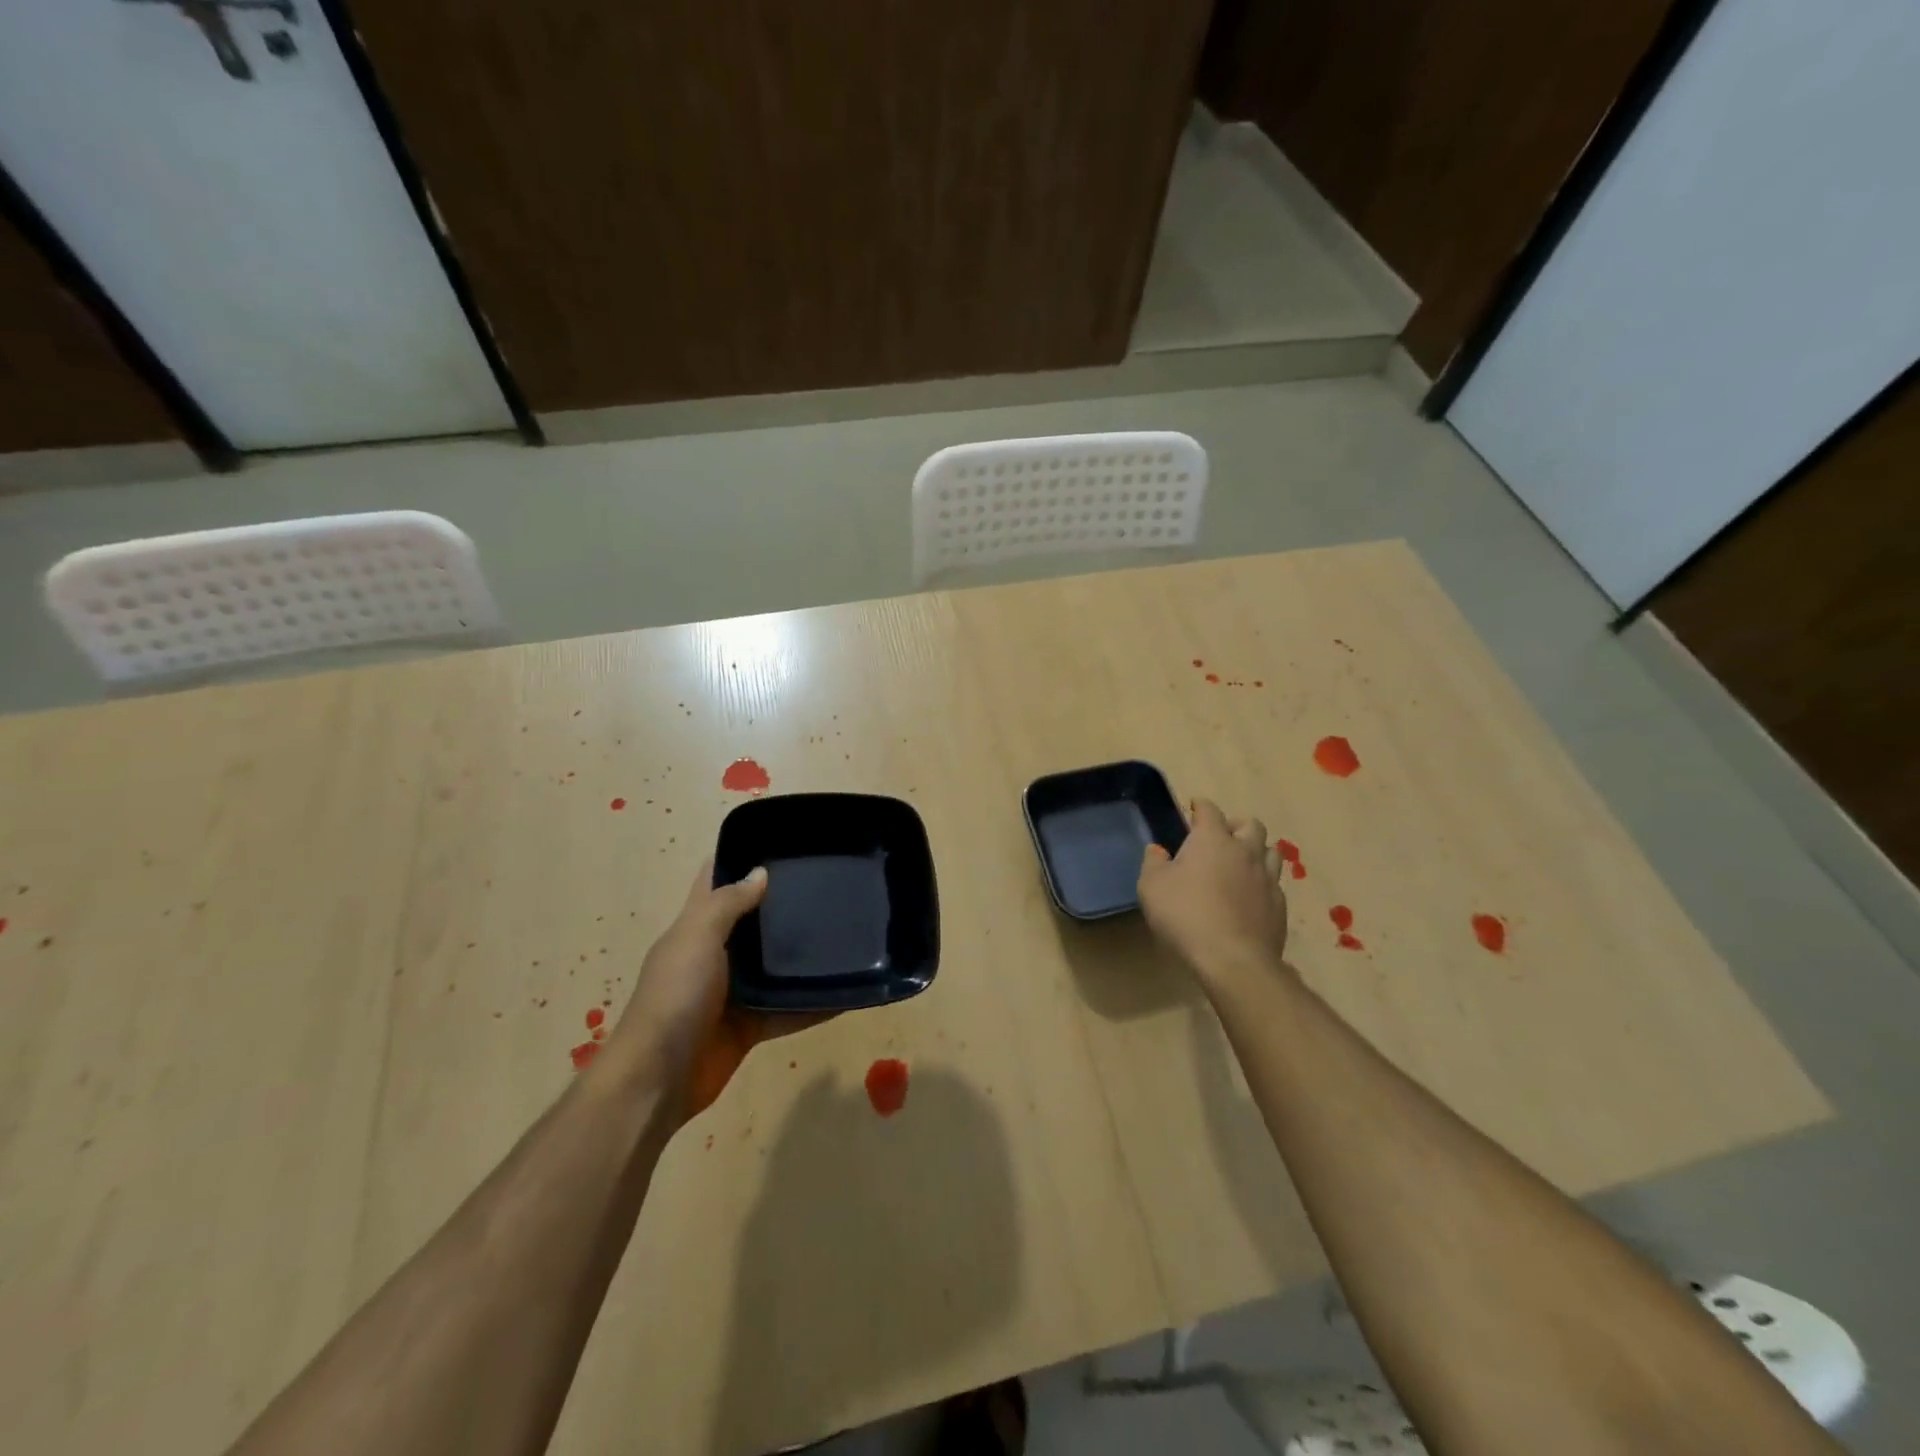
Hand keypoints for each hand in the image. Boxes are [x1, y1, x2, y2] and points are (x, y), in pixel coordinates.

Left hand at [604, 861, 824, 1120]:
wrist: (657, 1080)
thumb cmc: (674, 997)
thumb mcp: (697, 937)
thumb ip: (728, 904)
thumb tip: (761, 872)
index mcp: (695, 927)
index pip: (715, 881)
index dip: (740, 858)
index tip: (782, 843)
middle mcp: (715, 955)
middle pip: (753, 923)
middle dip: (783, 905)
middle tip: (829, 884)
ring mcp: (733, 994)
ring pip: (774, 967)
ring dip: (803, 956)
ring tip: (847, 933)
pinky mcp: (749, 1027)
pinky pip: (788, 1010)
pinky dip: (814, 1005)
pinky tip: (847, 993)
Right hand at [1137, 798, 1288, 981]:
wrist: (1233, 960)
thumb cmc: (1185, 915)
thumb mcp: (1151, 886)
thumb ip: (1153, 863)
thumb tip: (1158, 850)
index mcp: (1213, 840)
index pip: (1209, 810)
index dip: (1201, 806)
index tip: (1193, 808)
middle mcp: (1245, 852)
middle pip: (1251, 824)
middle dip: (1235, 825)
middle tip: (1220, 837)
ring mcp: (1267, 879)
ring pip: (1270, 852)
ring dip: (1256, 851)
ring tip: (1240, 864)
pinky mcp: (1279, 907)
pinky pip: (1273, 884)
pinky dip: (1261, 883)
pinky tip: (1249, 897)